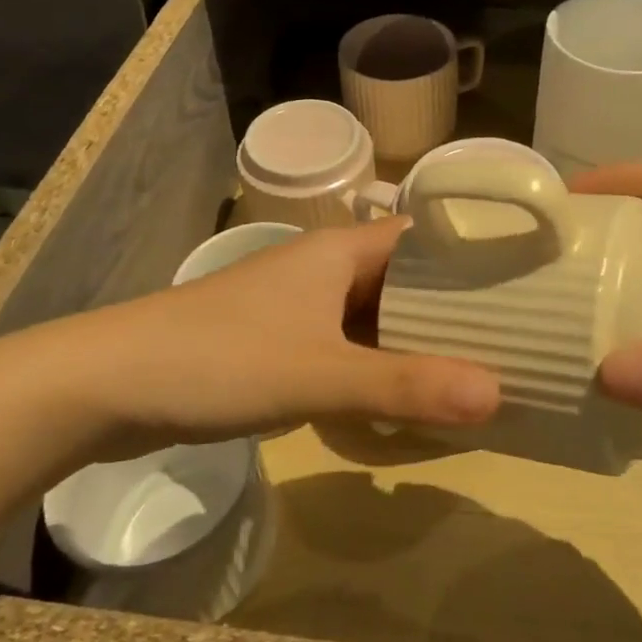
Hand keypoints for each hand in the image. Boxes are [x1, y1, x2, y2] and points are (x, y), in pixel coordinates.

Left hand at [20, 219, 500, 453]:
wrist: (112, 383)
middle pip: (408, 283)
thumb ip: (405, 386)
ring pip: (377, 319)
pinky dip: (377, 370)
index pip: (427, 239)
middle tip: (515, 344)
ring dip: (416, 346)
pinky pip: (347, 349)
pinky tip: (402, 403)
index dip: (476, 256)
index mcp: (342, 251)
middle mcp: (326, 269)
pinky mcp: (281, 342)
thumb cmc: (221, 359)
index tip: (529, 283)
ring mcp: (301, 307)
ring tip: (475, 376)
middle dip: (454, 313)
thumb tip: (497, 394)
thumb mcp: (320, 374)